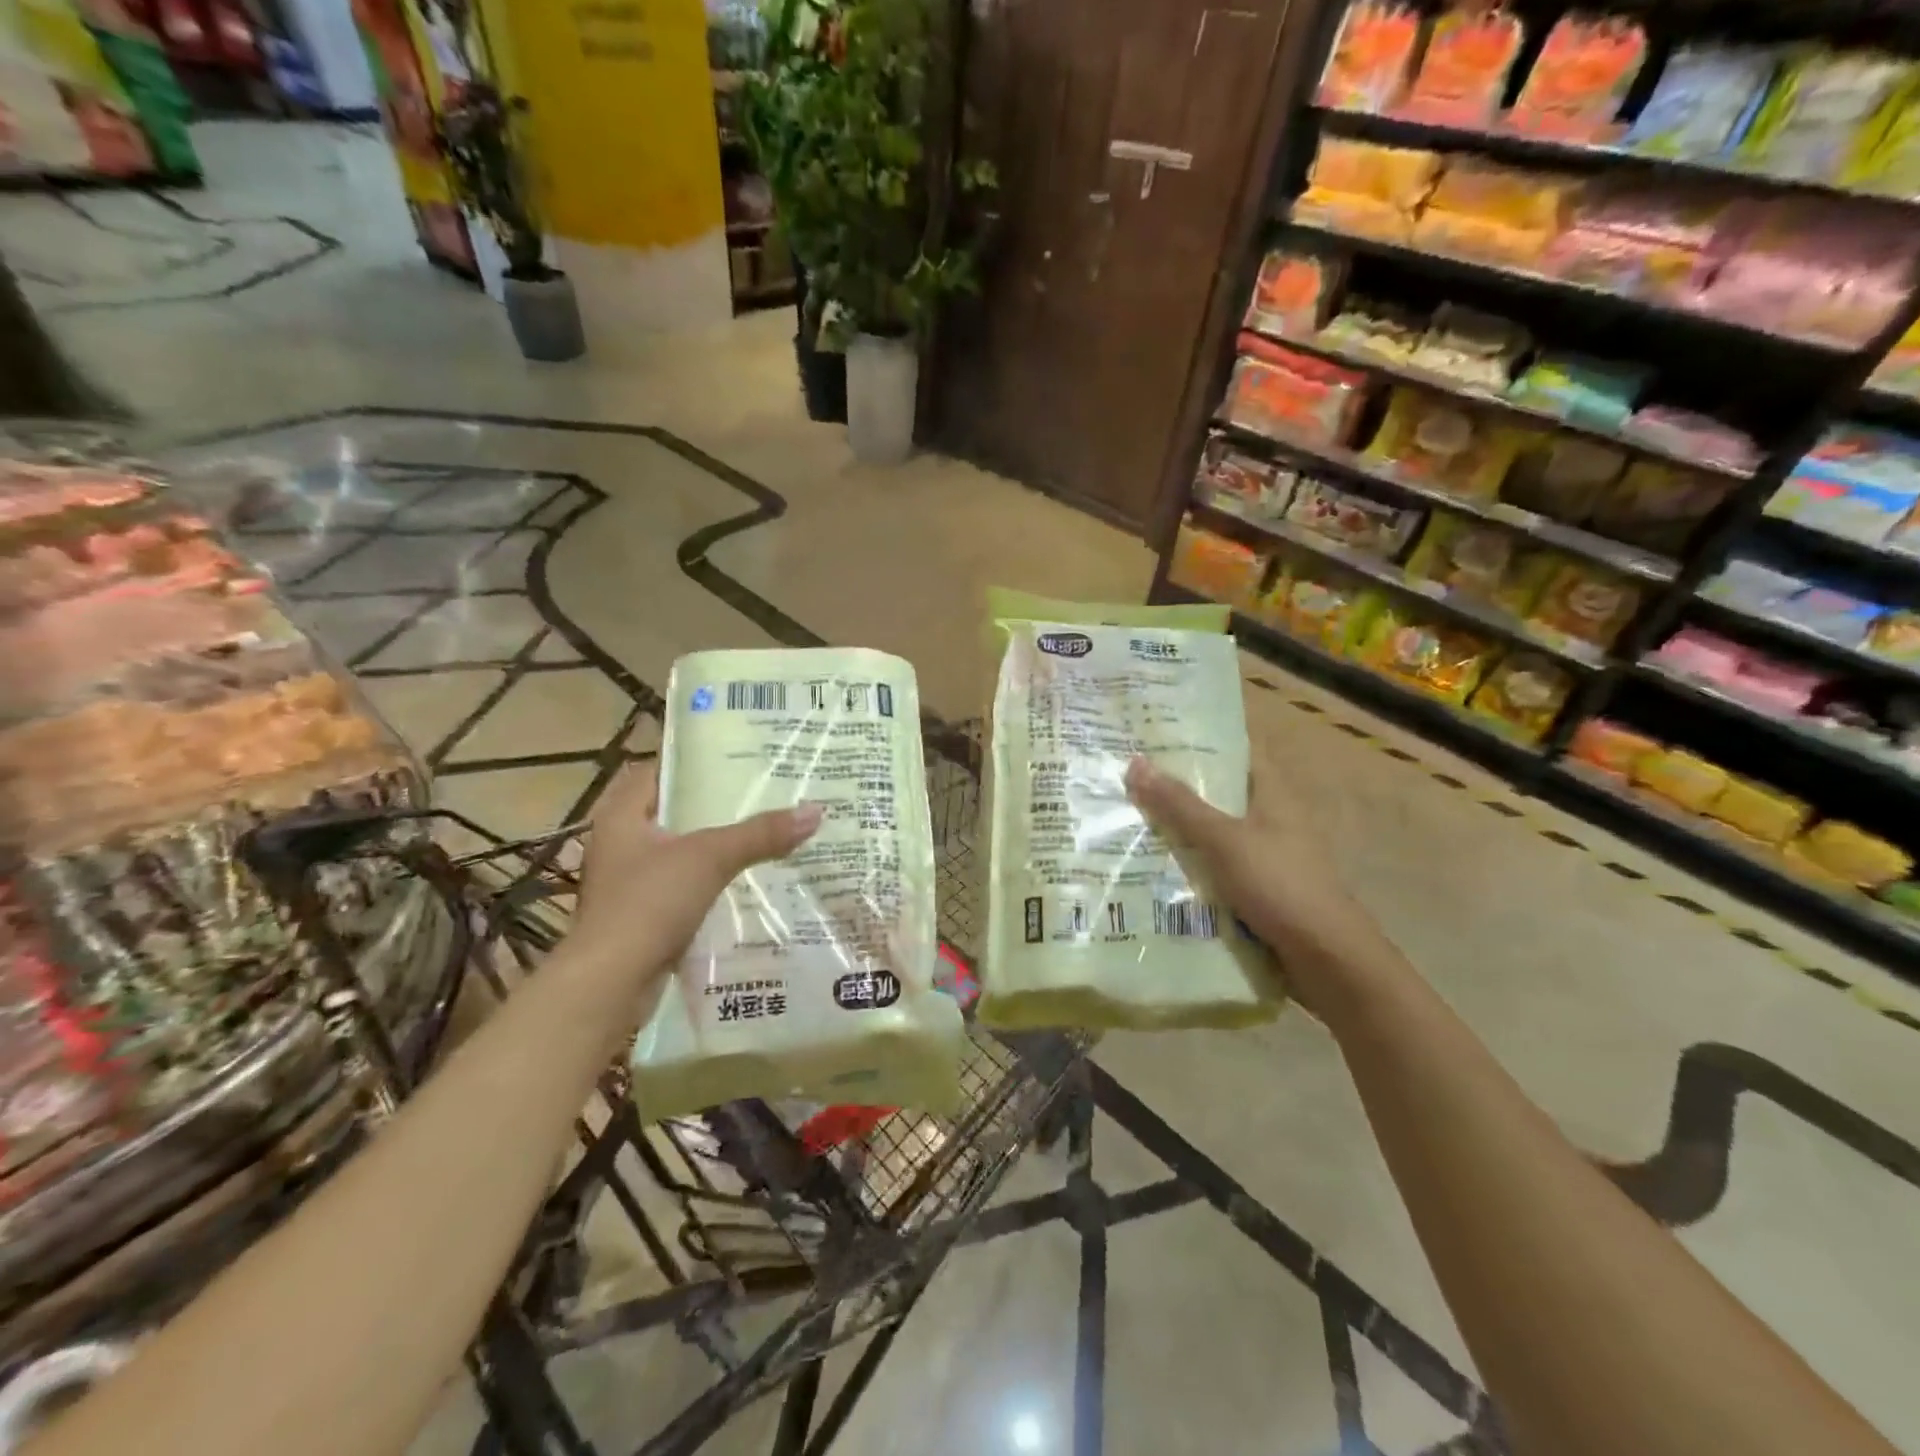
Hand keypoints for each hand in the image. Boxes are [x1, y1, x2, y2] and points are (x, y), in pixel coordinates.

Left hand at [569, 764, 821, 984]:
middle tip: (766, 790)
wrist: (611, 984)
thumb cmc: (649, 904)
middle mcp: (622, 842)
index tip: (739, 755)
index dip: (696, 759)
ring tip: (767, 829)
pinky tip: (751, 877)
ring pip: (684, 850)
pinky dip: (714, 879)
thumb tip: (815, 811)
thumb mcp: (709, 858)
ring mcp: (631, 881)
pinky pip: (687, 884)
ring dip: (719, 843)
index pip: (659, 770)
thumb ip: (760, 833)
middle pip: (676, 810)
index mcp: (623, 816)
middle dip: (718, 803)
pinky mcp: (645, 914)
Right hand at [1124, 755, 1379, 1013]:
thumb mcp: (1224, 841)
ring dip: (1178, 829)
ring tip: (1126, 817)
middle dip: (1177, 786)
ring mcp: (1264, 856)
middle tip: (1126, 776)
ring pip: (1213, 833)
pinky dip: (1188, 865)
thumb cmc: (1280, 886)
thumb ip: (1180, 806)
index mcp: (1272, 796)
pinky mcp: (1256, 890)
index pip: (1238, 750)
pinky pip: (1214, 868)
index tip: (1159, 731)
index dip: (1202, 738)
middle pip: (1219, 793)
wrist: (1327, 960)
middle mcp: (1269, 820)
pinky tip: (1151, 867)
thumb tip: (1135, 762)